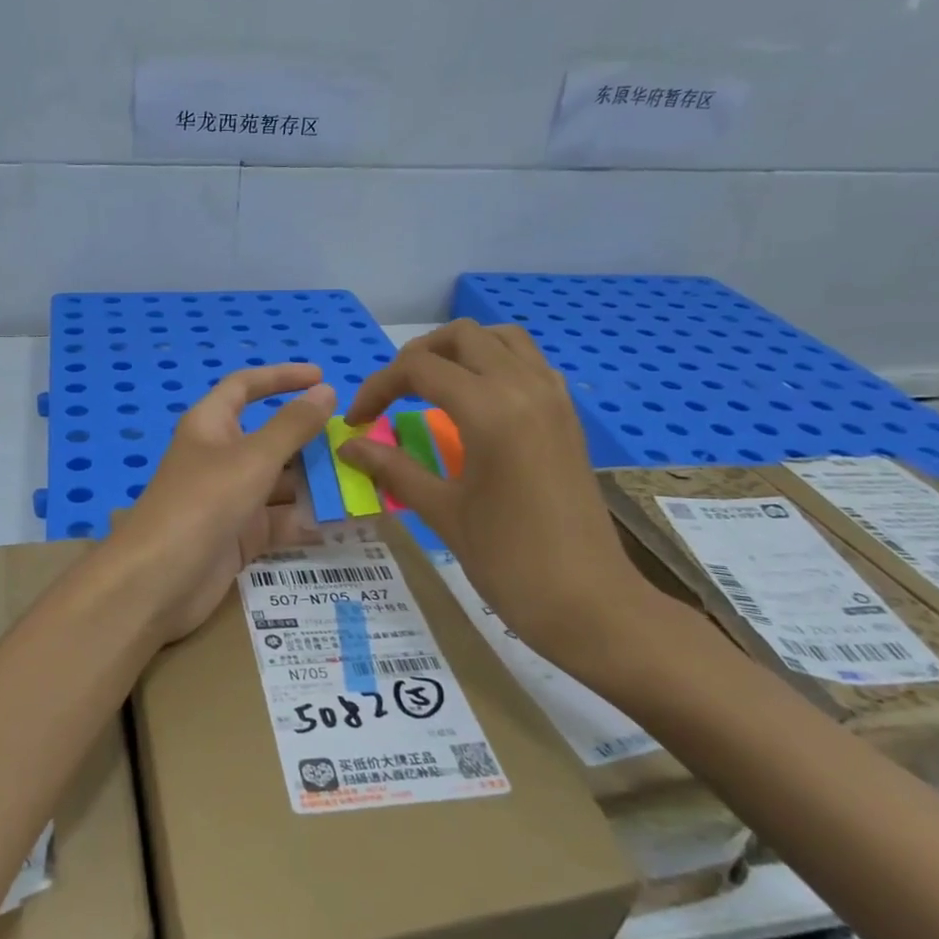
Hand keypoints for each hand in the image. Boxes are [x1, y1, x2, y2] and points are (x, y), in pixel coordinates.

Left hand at [107, 364, 335, 645]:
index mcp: (211, 425)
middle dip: (310, 440)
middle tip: (357, 443)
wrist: (158, 581)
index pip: (246, 387)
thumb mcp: (253, 458)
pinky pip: (279, 521)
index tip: (322, 377)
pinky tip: (344, 522)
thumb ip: (293, 426)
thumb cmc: (203, 503)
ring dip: (316, 483)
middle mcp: (220, 457)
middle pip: (270, 438)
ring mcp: (229, 499)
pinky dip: (307, 520)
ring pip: (279, 483)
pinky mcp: (239, 536)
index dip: (281, 378)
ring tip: (363, 483)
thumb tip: (326, 391)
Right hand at [338, 320, 656, 659]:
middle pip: (462, 337)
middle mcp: (525, 387)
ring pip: (502, 339)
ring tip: (430, 388)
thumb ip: (393, 468)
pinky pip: (528, 362)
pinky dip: (494, 364)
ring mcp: (554, 398)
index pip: (419, 369)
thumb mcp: (442, 512)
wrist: (589, 602)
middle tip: (391, 396)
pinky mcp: (568, 415)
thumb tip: (349, 445)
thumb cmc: (509, 560)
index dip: (377, 388)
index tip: (357, 421)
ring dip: (460, 352)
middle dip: (417, 357)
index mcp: (490, 410)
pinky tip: (475, 404)